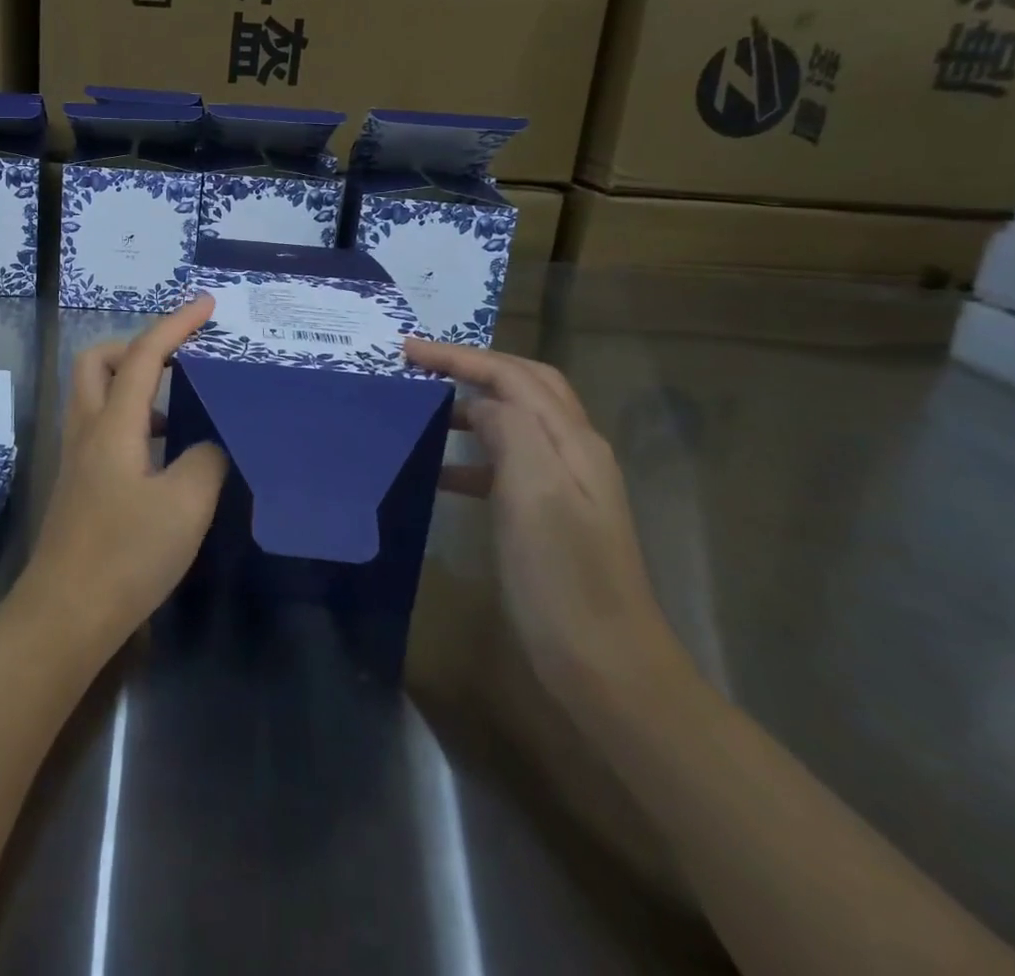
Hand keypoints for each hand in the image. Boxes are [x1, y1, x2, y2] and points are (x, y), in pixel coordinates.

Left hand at [18, 296, 229, 652]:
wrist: (65, 614)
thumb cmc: (126, 555)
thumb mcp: (186, 505)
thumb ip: (207, 459)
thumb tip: (208, 443)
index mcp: (112, 424)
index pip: (144, 355)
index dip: (175, 324)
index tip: (206, 305)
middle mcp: (87, 429)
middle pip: (98, 361)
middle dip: (137, 345)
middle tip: (178, 357)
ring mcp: (77, 457)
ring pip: (96, 394)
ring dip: (133, 382)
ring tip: (178, 402)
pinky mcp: (78, 482)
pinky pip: (102, 426)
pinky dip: (130, 417)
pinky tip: (162, 451)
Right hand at [404, 340, 693, 721]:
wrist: (607, 665)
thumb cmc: (562, 577)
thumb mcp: (534, 494)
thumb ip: (511, 431)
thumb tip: (483, 404)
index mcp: (572, 441)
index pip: (513, 375)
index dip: (461, 356)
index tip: (408, 349)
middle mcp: (575, 452)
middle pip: (525, 386)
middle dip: (474, 366)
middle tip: (422, 363)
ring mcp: (567, 486)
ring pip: (517, 422)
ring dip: (473, 406)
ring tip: (426, 409)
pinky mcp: (551, 516)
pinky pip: (507, 465)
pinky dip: (473, 455)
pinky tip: (441, 476)